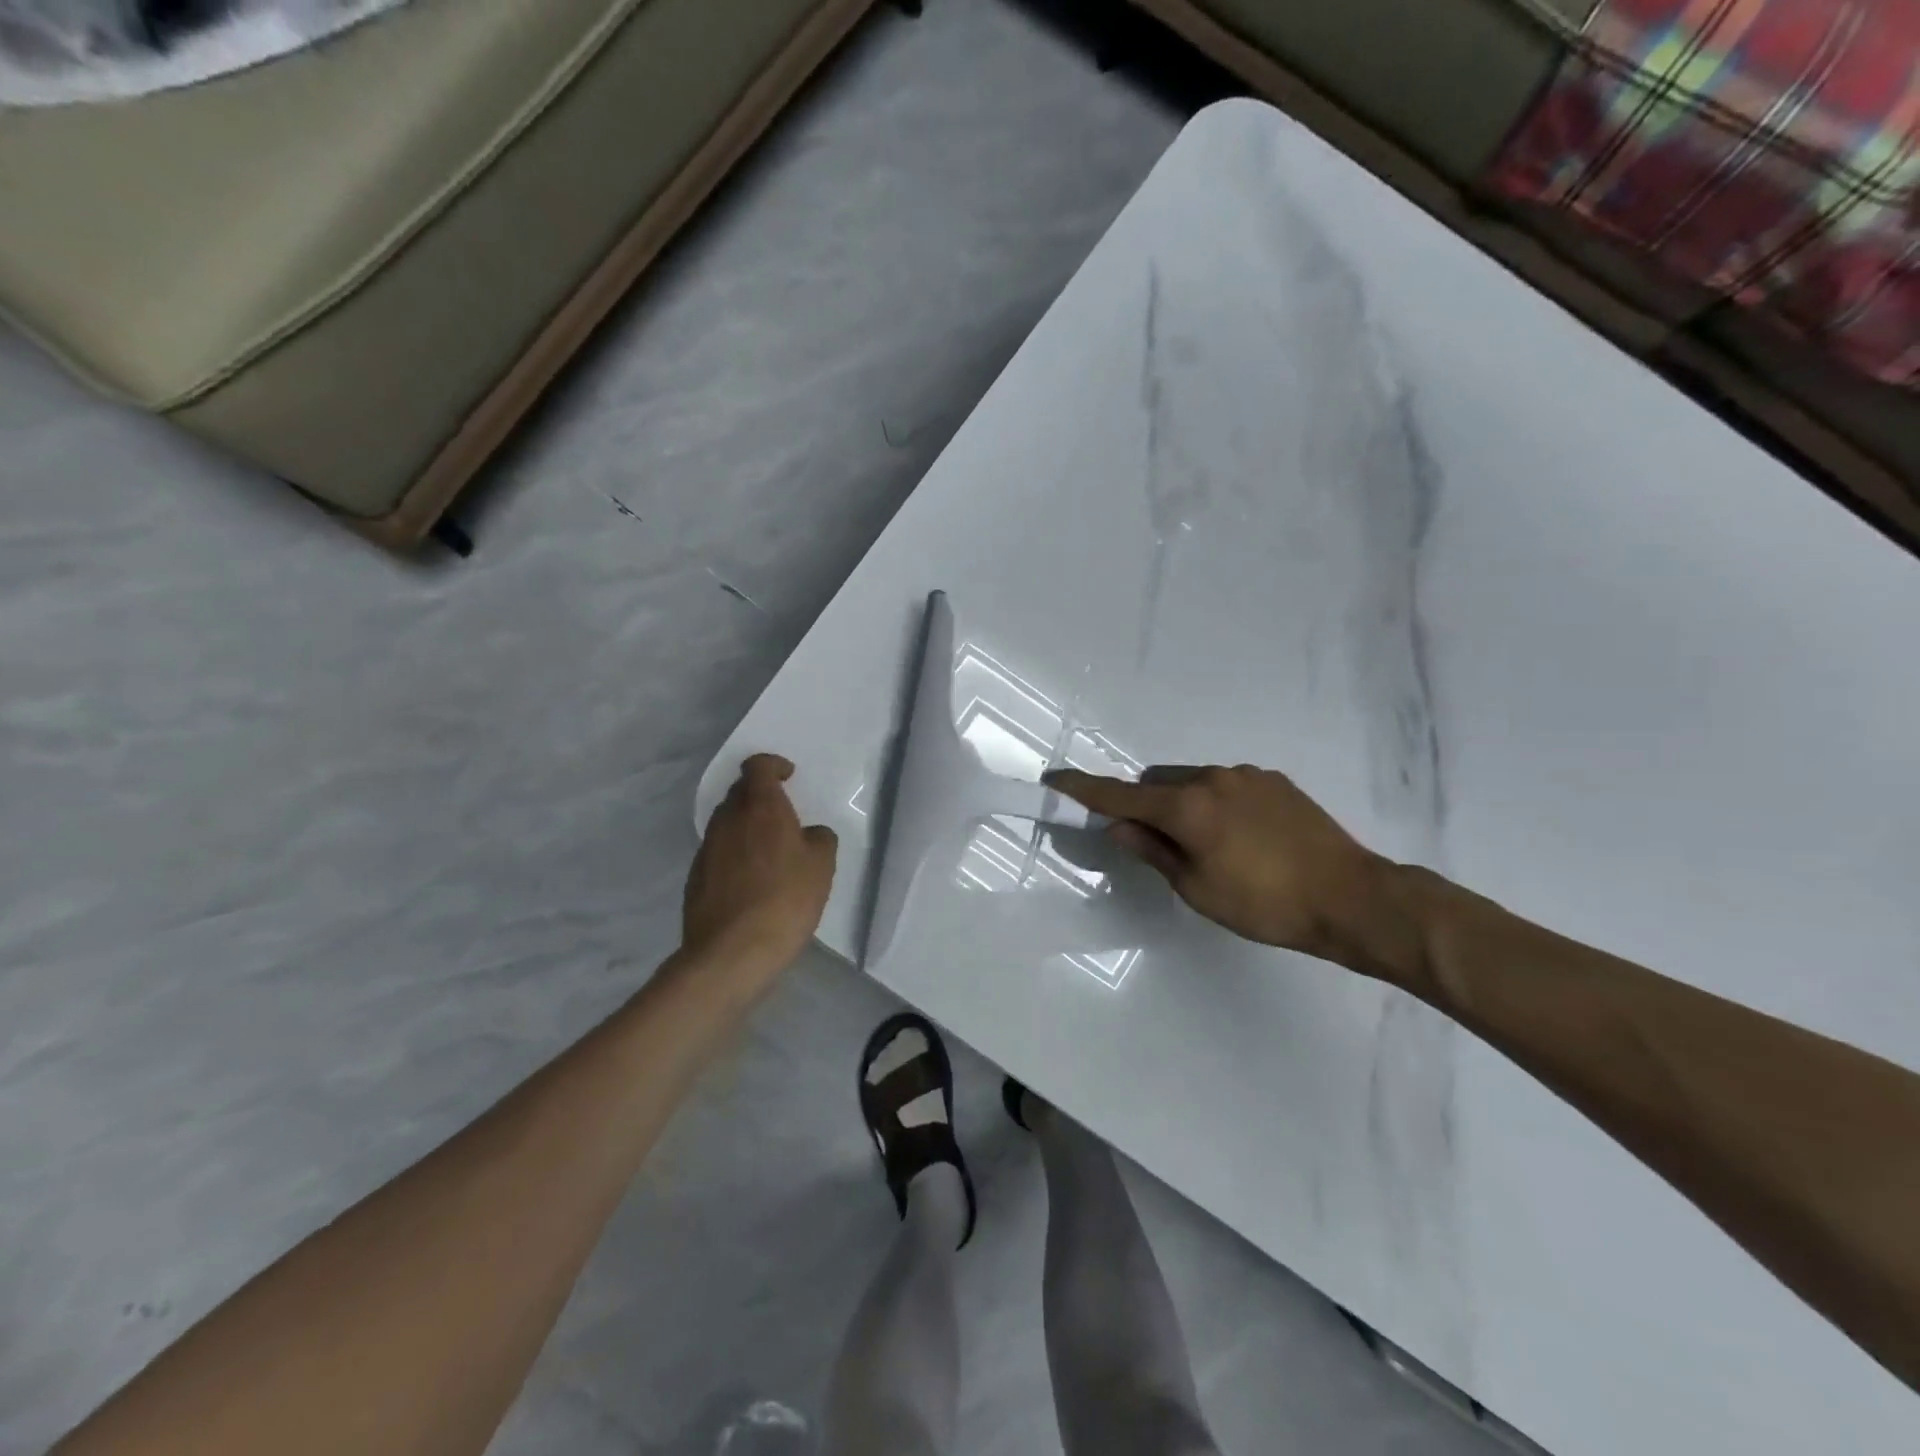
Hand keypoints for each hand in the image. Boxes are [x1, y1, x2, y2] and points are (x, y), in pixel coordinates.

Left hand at [683, 755, 837, 983]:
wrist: (732, 952)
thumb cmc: (785, 900)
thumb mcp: (822, 866)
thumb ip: (819, 839)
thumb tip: (809, 835)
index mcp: (761, 808)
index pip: (757, 766)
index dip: (773, 766)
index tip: (788, 776)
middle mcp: (728, 820)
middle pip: (740, 792)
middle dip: (760, 795)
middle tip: (783, 814)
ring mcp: (707, 848)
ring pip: (727, 822)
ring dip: (746, 826)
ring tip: (768, 850)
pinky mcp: (695, 876)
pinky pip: (719, 851)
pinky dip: (735, 853)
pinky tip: (751, 880)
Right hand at [1046, 764, 1404, 971]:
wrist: (1352, 897)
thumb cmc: (1265, 904)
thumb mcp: (1197, 888)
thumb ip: (1154, 851)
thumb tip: (1119, 826)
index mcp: (1188, 807)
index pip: (1120, 794)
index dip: (1084, 790)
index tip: (1054, 781)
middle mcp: (1213, 778)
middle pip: (1157, 782)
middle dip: (1146, 804)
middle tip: (1156, 842)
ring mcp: (1247, 775)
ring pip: (1193, 782)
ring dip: (1184, 803)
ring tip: (1210, 845)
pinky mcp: (1274, 781)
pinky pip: (1227, 784)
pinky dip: (1216, 803)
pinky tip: (1243, 837)